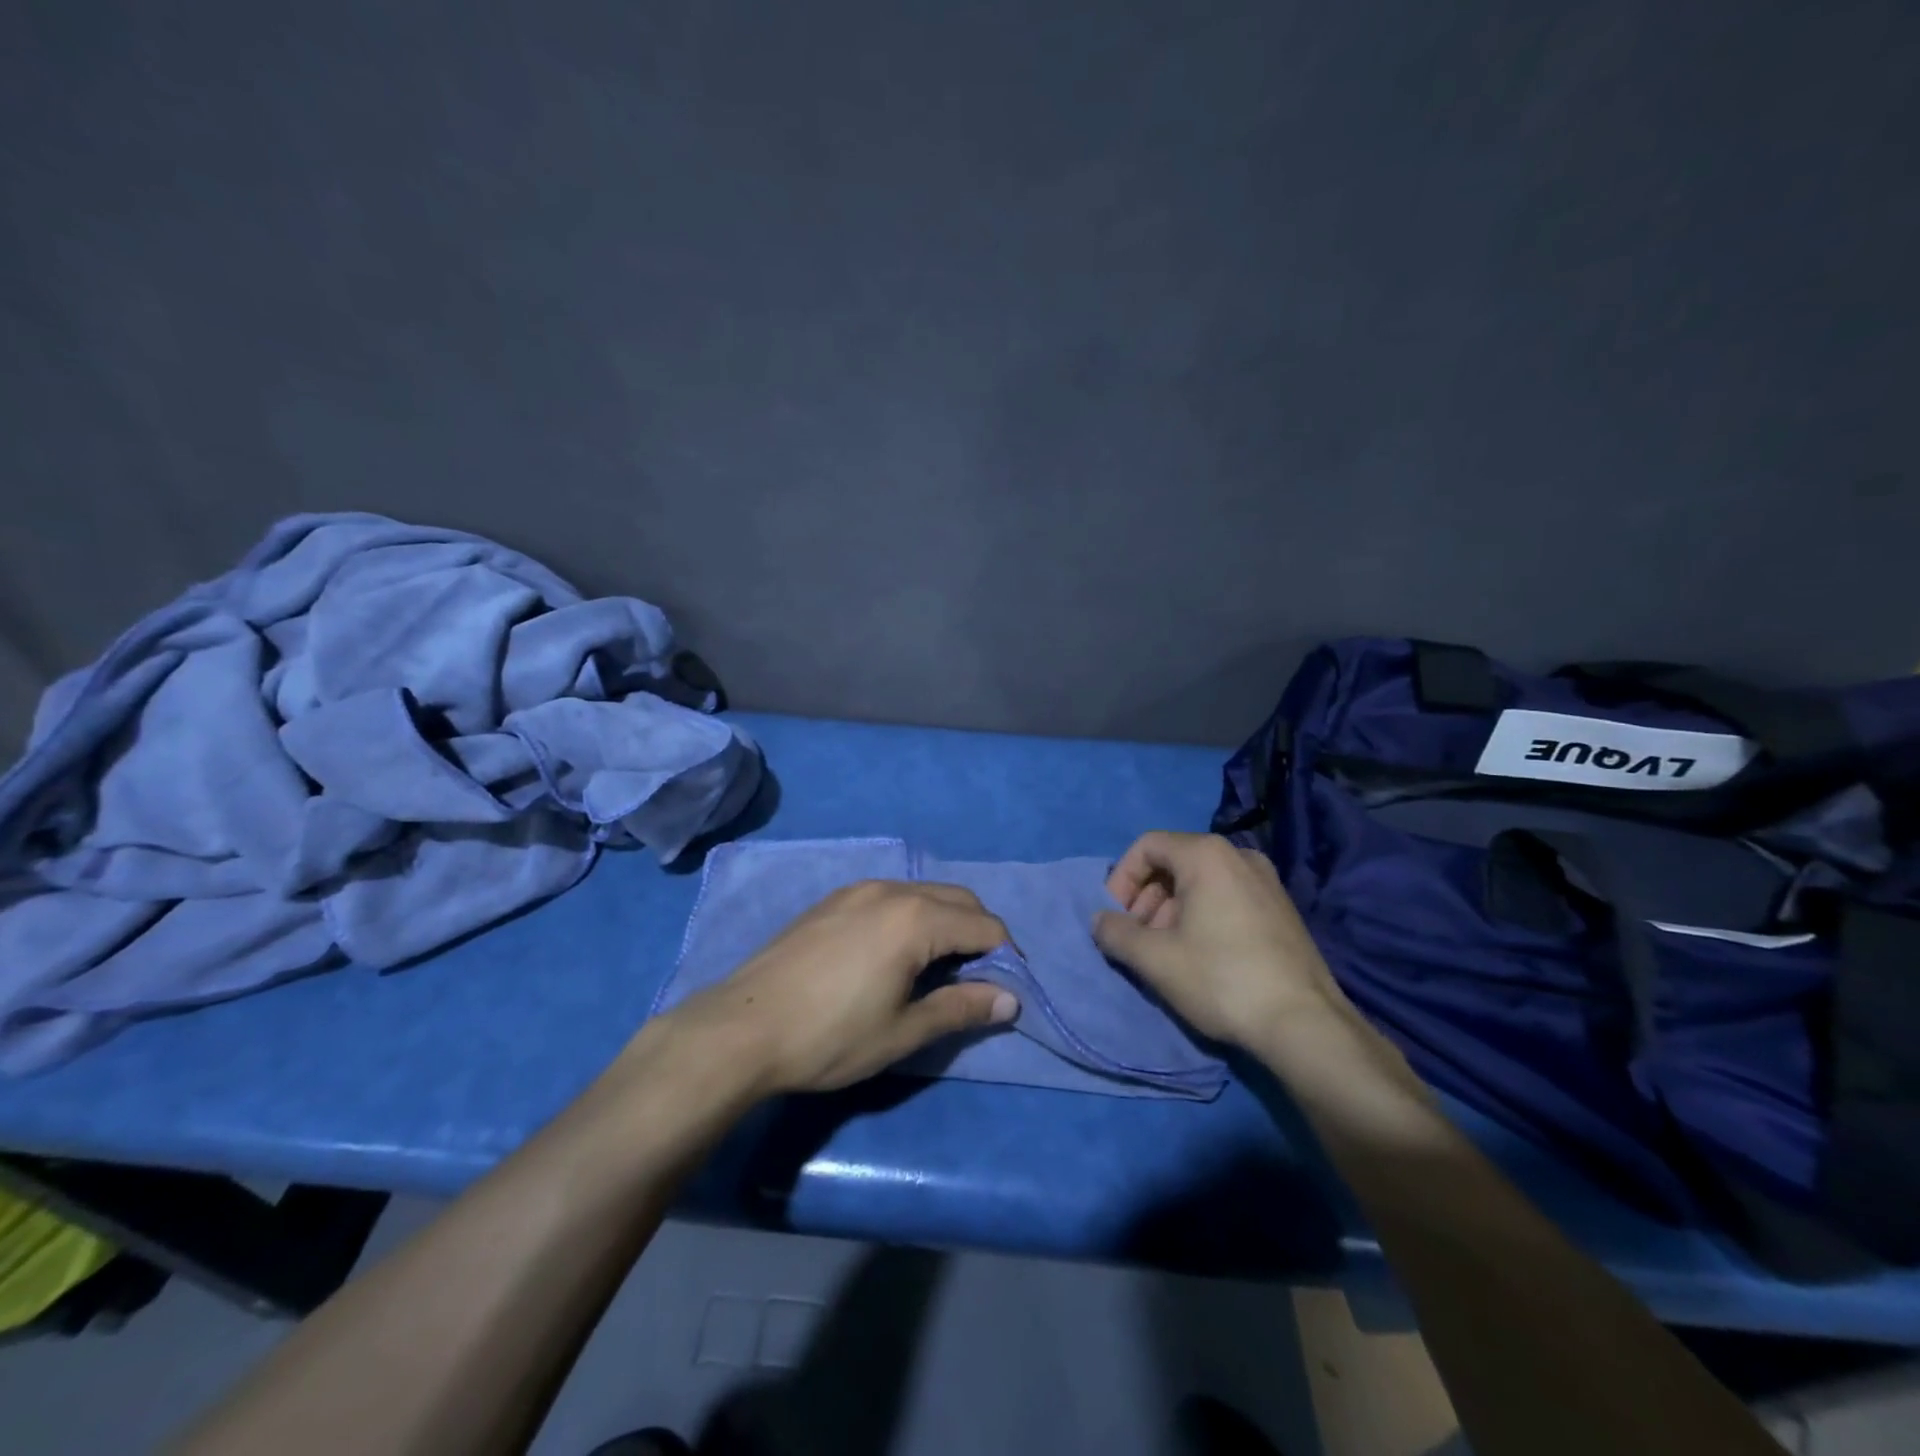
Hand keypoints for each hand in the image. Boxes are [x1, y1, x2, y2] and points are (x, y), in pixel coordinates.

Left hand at [660, 880, 1019, 1094]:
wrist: (742, 1027)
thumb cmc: (830, 1036)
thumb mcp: (902, 1031)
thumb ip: (960, 1008)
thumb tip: (1010, 999)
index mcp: (916, 918)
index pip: (985, 925)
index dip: (1006, 956)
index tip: (1006, 989)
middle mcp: (892, 890)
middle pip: (958, 900)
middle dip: (979, 932)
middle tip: (978, 978)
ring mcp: (858, 890)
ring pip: (923, 893)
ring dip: (945, 921)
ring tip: (939, 966)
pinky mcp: (833, 900)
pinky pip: (890, 896)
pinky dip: (911, 916)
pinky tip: (894, 952)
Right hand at [1091, 831, 1352, 1048]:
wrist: (1305, 1025)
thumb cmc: (1221, 980)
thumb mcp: (1155, 959)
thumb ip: (1116, 933)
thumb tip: (1099, 921)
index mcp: (1207, 854)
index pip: (1147, 845)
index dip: (1122, 878)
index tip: (1116, 917)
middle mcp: (1239, 855)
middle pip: (1174, 862)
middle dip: (1146, 897)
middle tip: (1138, 937)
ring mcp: (1267, 881)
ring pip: (1201, 882)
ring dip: (1171, 909)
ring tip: (1166, 951)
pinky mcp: (1282, 909)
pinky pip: (1228, 896)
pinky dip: (1203, 915)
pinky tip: (1201, 957)